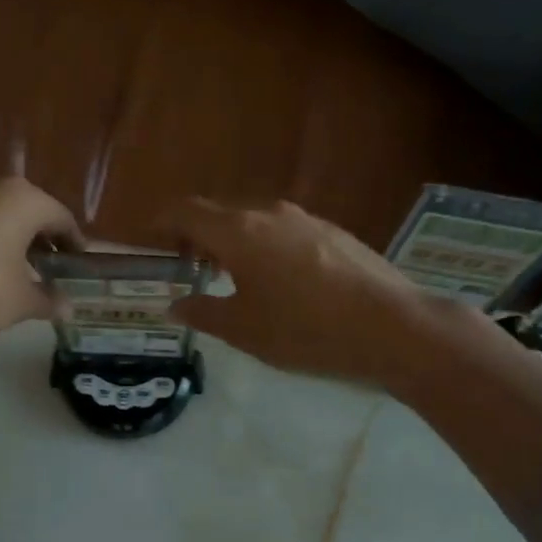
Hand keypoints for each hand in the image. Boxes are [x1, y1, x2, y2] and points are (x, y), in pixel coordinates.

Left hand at [0, 178, 80, 339]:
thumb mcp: (19, 303)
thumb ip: (49, 301)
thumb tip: (67, 306)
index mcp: (23, 200)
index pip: (63, 220)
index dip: (75, 247)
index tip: (79, 270)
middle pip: (30, 214)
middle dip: (43, 244)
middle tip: (51, 275)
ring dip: (13, 244)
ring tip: (17, 277)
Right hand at [158, 198, 472, 385]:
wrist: (392, 327)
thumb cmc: (306, 330)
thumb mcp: (245, 330)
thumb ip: (203, 312)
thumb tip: (175, 304)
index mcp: (238, 231)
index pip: (185, 211)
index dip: (161, 222)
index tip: (149, 242)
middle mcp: (269, 213)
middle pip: (218, 212)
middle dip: (195, 235)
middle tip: (188, 269)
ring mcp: (305, 219)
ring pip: (253, 220)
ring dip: (231, 241)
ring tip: (231, 278)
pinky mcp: (333, 231)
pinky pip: (282, 230)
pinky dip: (263, 245)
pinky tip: (277, 281)